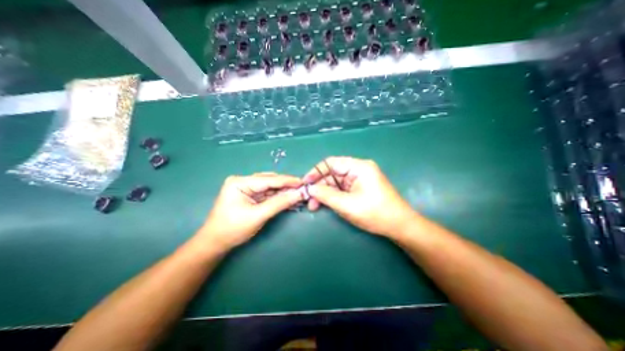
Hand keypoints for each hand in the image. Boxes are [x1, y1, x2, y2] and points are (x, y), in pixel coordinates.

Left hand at [194, 172, 302, 252]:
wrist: (216, 243)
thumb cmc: (233, 229)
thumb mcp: (258, 215)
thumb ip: (279, 203)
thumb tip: (298, 194)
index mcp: (240, 182)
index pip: (268, 179)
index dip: (287, 181)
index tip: (303, 182)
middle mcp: (243, 181)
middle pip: (270, 181)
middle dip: (286, 186)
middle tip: (302, 189)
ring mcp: (246, 188)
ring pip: (270, 187)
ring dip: (283, 192)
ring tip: (298, 194)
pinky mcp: (250, 195)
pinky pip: (267, 194)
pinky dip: (278, 197)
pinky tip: (288, 198)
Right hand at [302, 157, 414, 236]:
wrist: (399, 226)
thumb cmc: (375, 213)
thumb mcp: (346, 204)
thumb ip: (326, 195)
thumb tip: (310, 188)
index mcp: (358, 167)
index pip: (331, 163)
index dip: (316, 172)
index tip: (305, 183)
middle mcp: (358, 169)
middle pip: (332, 173)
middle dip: (319, 186)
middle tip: (307, 199)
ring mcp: (359, 179)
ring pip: (336, 182)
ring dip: (324, 193)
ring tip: (313, 206)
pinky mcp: (360, 188)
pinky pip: (342, 189)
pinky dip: (332, 196)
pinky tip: (324, 204)